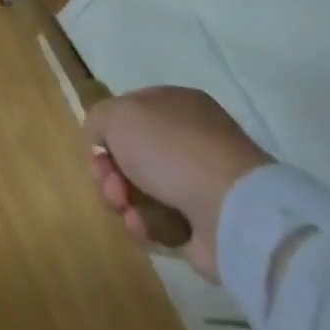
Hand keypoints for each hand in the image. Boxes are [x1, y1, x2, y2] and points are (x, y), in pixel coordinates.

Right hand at [83, 86, 273, 280]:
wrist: (231, 210)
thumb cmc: (171, 148)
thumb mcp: (117, 114)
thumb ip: (99, 118)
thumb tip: (101, 138)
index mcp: (177, 105)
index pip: (130, 113)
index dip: (107, 132)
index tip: (98, 149)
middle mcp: (191, 139)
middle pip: (131, 155)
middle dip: (110, 172)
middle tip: (110, 183)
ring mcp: (201, 183)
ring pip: (141, 190)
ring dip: (122, 200)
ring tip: (125, 209)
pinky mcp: (205, 223)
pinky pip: (160, 222)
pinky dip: (146, 224)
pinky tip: (143, 225)